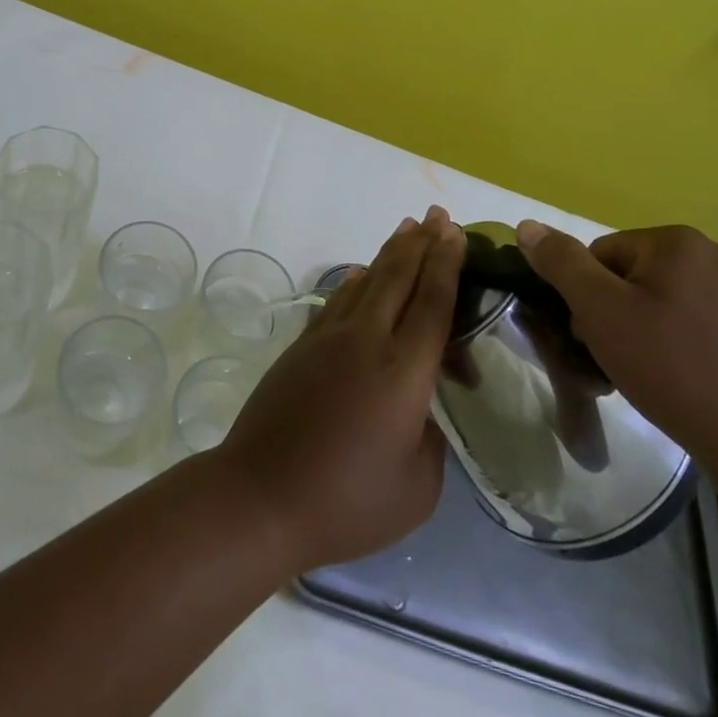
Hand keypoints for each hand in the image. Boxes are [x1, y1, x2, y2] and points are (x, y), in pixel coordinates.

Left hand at [217, 206, 463, 574]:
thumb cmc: (346, 502)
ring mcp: (328, 339)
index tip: (456, 233)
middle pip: (398, 278)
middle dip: (421, 242)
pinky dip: (355, 281)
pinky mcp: (302, 347)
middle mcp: (366, 341)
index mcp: (403, 372)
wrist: (261, 496)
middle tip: (438, 214)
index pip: (432, 303)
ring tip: (406, 229)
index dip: (446, 264)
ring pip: (365, 281)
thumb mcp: (416, 488)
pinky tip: (360, 274)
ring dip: (390, 253)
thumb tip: (419, 412)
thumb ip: (430, 440)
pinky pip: (337, 301)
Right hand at [514, 221, 717, 480]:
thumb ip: (561, 263)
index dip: (588, 297)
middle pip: (636, 276)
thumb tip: (527, 225)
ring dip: (649, 331)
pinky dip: (686, 346)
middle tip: (619, 361)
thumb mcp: (600, 312)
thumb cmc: (673, 369)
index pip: (602, 255)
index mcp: (678, 242)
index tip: (594, 338)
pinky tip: (689, 383)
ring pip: (669, 302)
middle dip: (618, 314)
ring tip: (652, 377)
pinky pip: (704, 325)